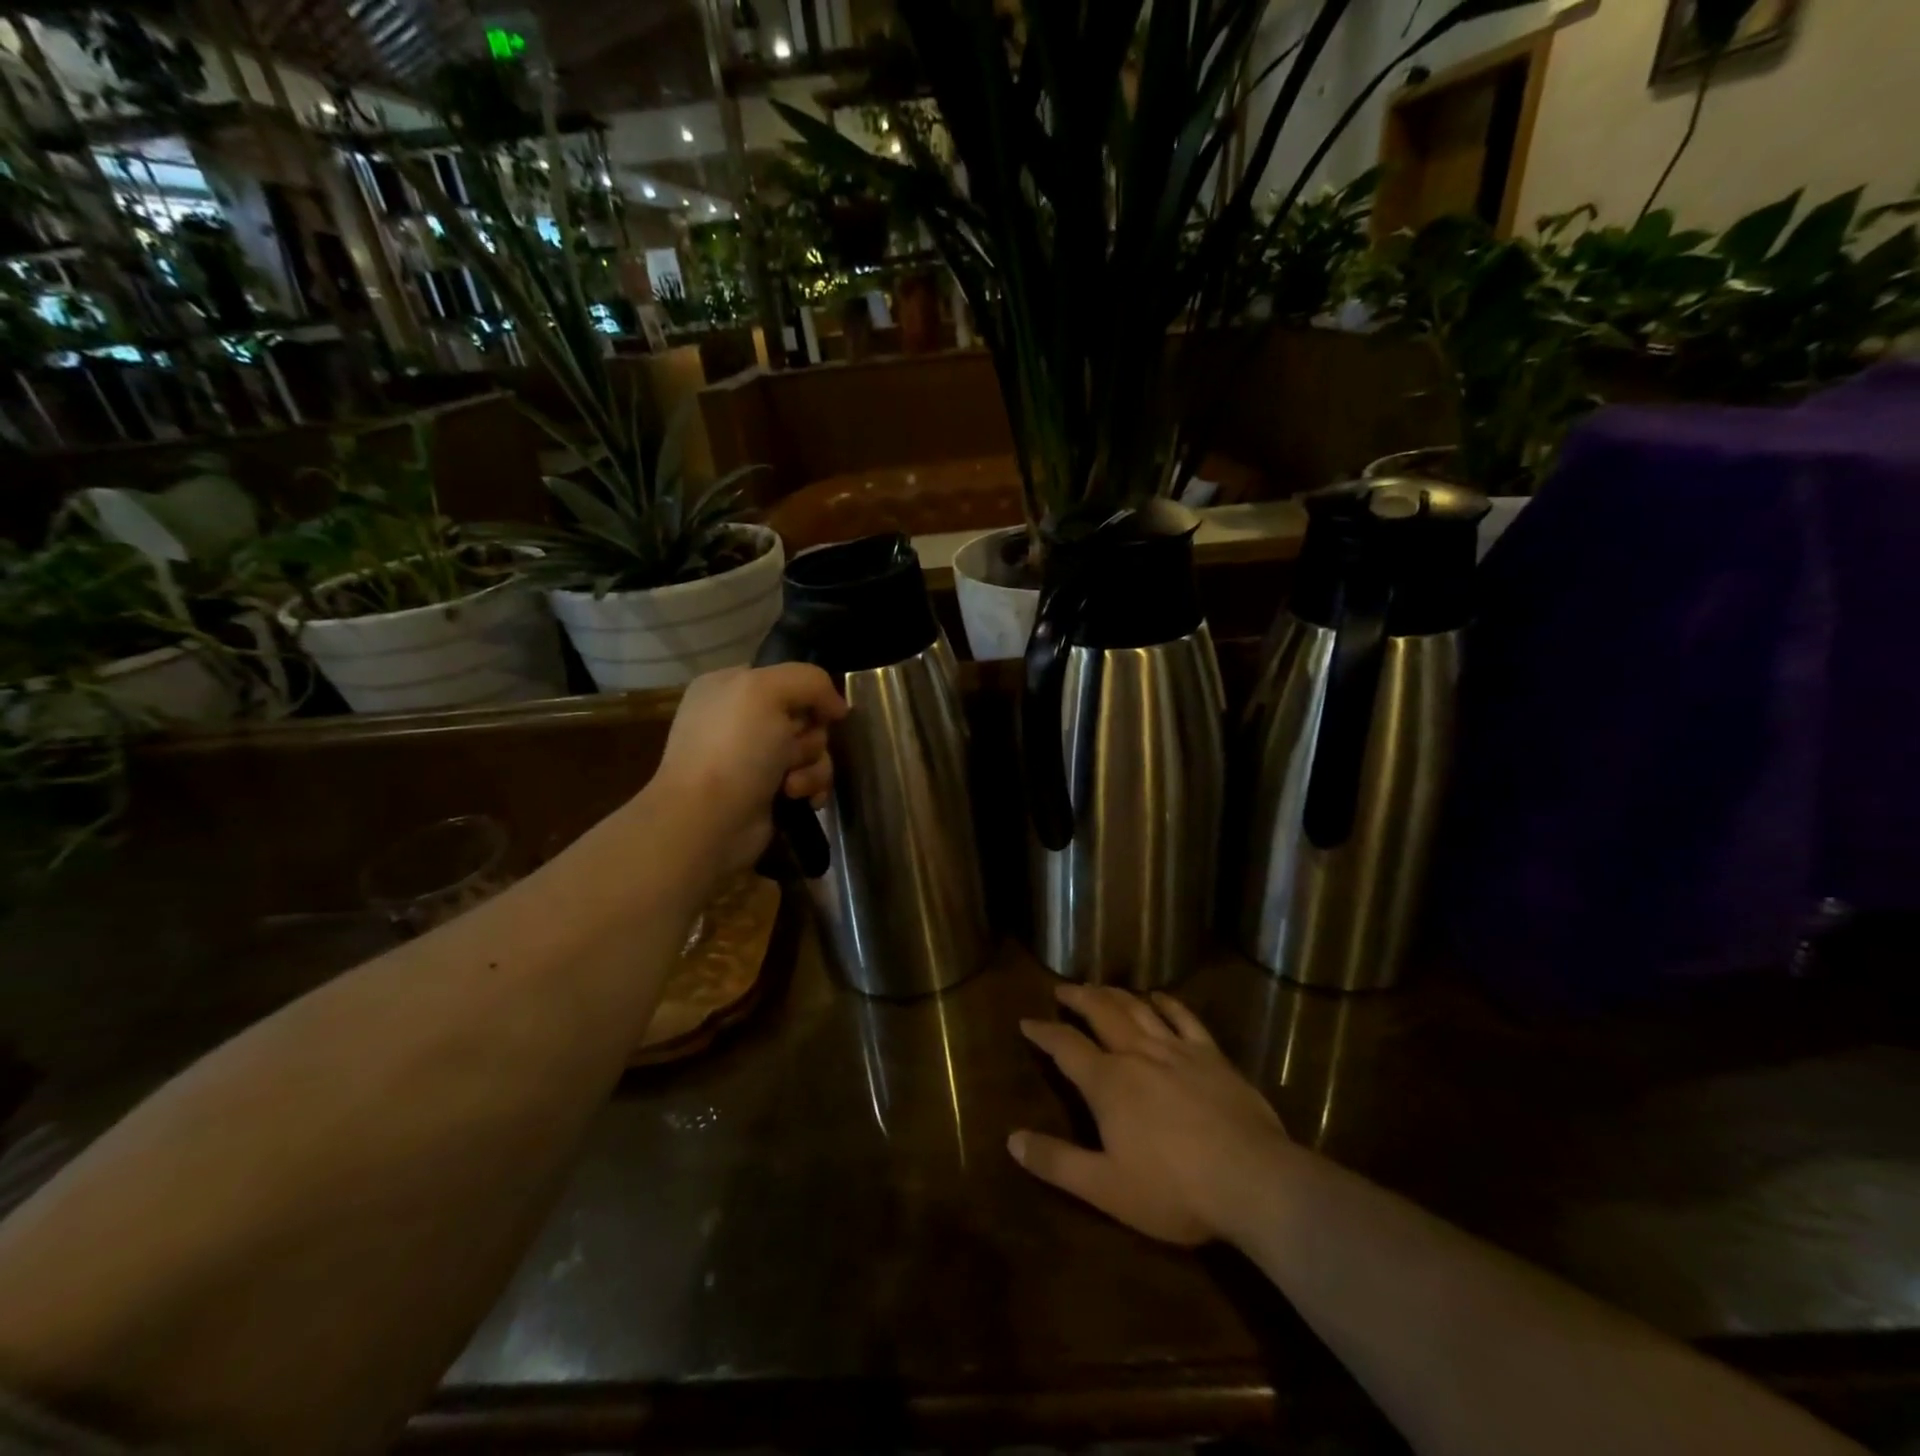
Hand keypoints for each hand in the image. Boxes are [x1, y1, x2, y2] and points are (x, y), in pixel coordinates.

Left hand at [644, 664, 846, 880]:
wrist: (709, 821)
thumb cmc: (734, 749)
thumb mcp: (767, 690)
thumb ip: (810, 680)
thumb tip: (838, 707)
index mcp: (730, 686)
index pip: (787, 678)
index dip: (809, 694)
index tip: (819, 712)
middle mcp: (740, 719)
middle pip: (805, 716)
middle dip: (810, 736)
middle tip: (792, 751)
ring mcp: (753, 758)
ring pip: (812, 750)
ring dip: (813, 767)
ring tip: (792, 784)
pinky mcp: (767, 792)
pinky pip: (808, 779)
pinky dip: (810, 788)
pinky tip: (800, 799)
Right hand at [1010, 983, 1291, 1245]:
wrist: (1253, 1181)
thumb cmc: (1174, 1190)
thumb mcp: (1105, 1188)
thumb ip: (1057, 1162)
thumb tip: (1012, 1140)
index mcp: (1108, 1082)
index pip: (1066, 1047)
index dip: (1044, 1032)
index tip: (1027, 1021)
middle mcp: (1137, 1054)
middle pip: (1101, 1012)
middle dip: (1078, 998)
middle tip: (1062, 988)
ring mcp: (1177, 1050)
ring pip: (1138, 1009)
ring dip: (1115, 994)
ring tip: (1100, 986)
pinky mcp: (1212, 1056)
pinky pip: (1184, 1018)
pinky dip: (1167, 1002)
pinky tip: (1158, 996)